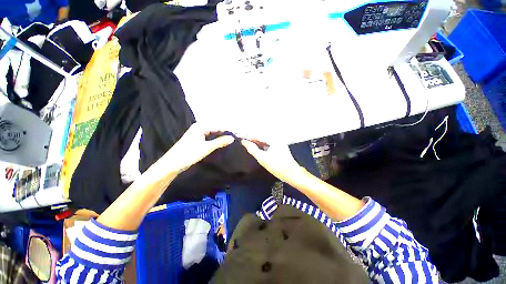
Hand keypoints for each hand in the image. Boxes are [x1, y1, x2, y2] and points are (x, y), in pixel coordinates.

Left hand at [163, 123, 234, 172]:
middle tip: (235, 138)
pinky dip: (215, 141)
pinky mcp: (196, 141)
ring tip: (231, 141)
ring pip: (212, 134)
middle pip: (215, 129)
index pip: (218, 126)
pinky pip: (209, 139)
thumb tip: (232, 138)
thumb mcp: (207, 147)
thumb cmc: (189, 153)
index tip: (237, 134)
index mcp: (200, 126)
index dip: (227, 130)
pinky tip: (222, 144)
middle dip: (225, 134)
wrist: (172, 164)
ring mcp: (197, 135)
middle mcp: (199, 128)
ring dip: (221, 138)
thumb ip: (220, 142)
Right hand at [241, 139, 302, 183]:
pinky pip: (267, 142)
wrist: (292, 173)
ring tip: (246, 142)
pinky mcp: (278, 145)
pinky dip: (260, 143)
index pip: (257, 134)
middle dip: (251, 137)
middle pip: (260, 135)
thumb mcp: (263, 159)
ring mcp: (278, 141)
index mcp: (273, 139)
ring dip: (255, 140)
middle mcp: (276, 137)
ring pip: (263, 138)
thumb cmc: (277, 166)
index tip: (239, 136)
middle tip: (242, 139)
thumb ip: (252, 149)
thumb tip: (244, 142)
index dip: (248, 135)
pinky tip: (255, 146)